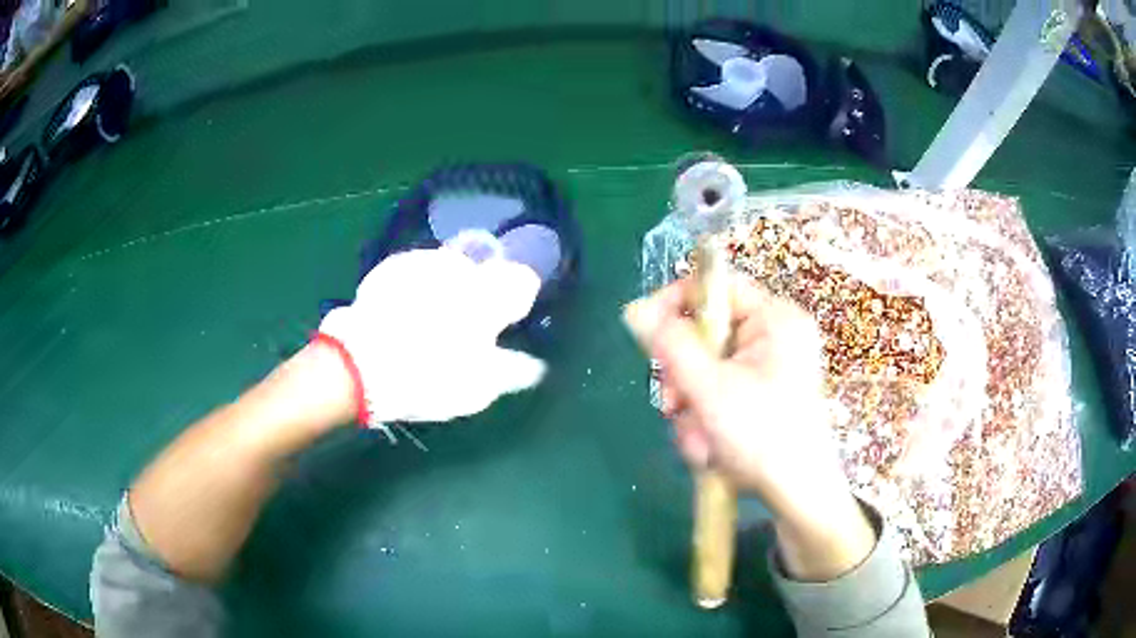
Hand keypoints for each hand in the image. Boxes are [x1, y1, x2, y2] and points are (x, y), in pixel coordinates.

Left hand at [317, 244, 545, 428]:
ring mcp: (424, 262)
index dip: (518, 300)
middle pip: (485, 270)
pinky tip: (405, 312)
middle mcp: (461, 268)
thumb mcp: (479, 387)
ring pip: (450, 268)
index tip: (508, 320)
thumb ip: (513, 371)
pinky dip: (419, 286)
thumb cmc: (428, 377)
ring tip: (430, 319)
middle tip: (464, 325)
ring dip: (449, 286)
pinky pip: (418, 271)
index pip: (523, 281)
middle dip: (481, 290)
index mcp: (489, 295)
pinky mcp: (393, 265)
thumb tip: (536, 367)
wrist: (359, 364)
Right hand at [624, 276, 874, 579]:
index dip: (675, 303)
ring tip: (696, 440)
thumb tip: (636, 309)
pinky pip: (721, 391)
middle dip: (683, 375)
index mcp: (776, 319)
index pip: (716, 286)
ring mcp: (771, 366)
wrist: (799, 496)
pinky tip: (708, 447)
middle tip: (671, 405)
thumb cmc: (763, 437)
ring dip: (691, 405)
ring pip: (708, 368)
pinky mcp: (765, 393)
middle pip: (707, 333)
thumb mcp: (710, 389)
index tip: (645, 332)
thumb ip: (670, 345)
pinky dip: (706, 417)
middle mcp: (776, 335)